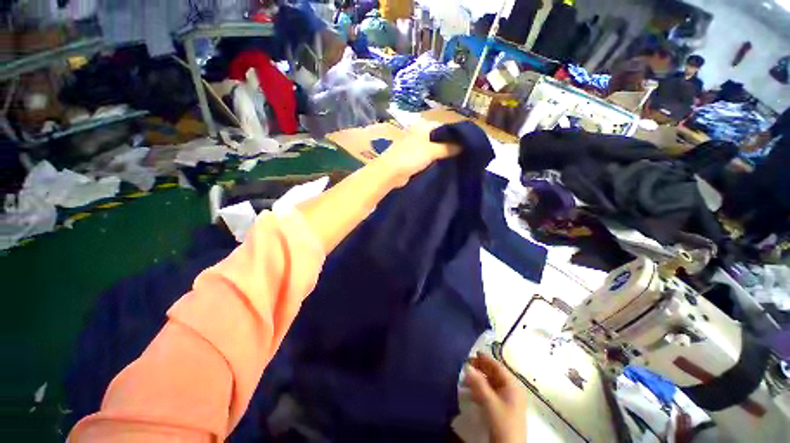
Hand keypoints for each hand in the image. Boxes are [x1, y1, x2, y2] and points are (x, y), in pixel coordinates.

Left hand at [376, 124, 461, 185]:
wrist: (390, 173)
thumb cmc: (410, 157)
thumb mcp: (431, 150)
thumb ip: (448, 147)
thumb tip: (463, 145)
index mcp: (422, 127)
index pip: (444, 126)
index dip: (455, 134)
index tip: (468, 142)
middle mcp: (418, 134)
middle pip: (439, 137)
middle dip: (450, 144)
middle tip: (465, 152)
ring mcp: (415, 146)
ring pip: (433, 148)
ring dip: (443, 153)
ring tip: (458, 158)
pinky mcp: (413, 158)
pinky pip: (428, 157)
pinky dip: (435, 159)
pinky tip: (445, 164)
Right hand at [464, 353, 527, 442]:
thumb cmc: (503, 422)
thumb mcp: (490, 401)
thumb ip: (478, 383)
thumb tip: (467, 366)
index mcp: (512, 385)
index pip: (497, 366)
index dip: (485, 359)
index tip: (473, 353)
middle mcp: (511, 389)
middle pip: (493, 374)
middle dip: (479, 370)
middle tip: (466, 365)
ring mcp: (506, 399)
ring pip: (490, 384)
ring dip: (477, 380)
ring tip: (464, 379)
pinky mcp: (501, 408)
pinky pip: (489, 393)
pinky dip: (479, 390)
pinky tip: (469, 392)